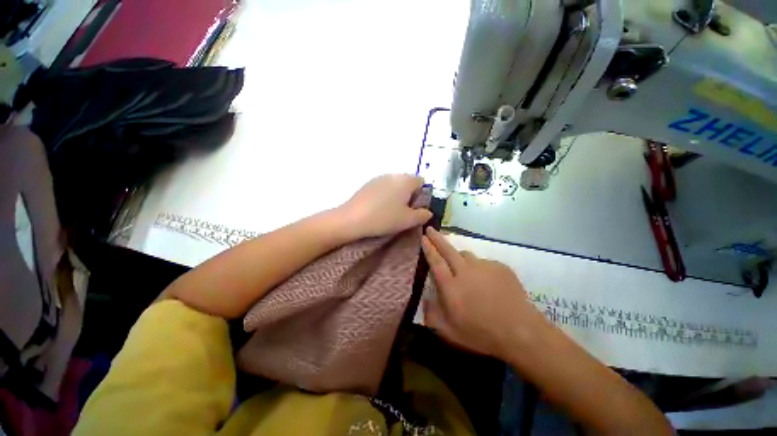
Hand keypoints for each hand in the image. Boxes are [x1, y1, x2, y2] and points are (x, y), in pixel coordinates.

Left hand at [337, 174, 431, 238]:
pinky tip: (378, 208)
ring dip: (397, 196)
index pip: (421, 181)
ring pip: (395, 185)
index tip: (415, 209)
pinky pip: (383, 187)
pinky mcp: (368, 184)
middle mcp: (393, 175)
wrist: (352, 219)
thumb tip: (428, 212)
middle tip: (403, 212)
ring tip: (390, 212)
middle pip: (407, 182)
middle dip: (409, 195)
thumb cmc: (384, 218)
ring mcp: (379, 178)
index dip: (421, 195)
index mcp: (405, 181)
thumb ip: (422, 215)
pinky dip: (385, 196)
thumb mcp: (408, 220)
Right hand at [421, 228, 547, 358]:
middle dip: (437, 238)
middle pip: (448, 250)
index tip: (423, 237)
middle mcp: (465, 271)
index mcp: (451, 286)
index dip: (428, 248)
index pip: (435, 261)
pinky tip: (485, 281)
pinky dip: (478, 267)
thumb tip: (425, 299)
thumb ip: (432, 314)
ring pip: (466, 254)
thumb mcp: (450, 332)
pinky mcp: (500, 267)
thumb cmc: (481, 334)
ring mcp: (484, 267)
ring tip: (460, 265)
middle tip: (430, 229)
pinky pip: (483, 262)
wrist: (521, 332)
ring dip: (458, 255)